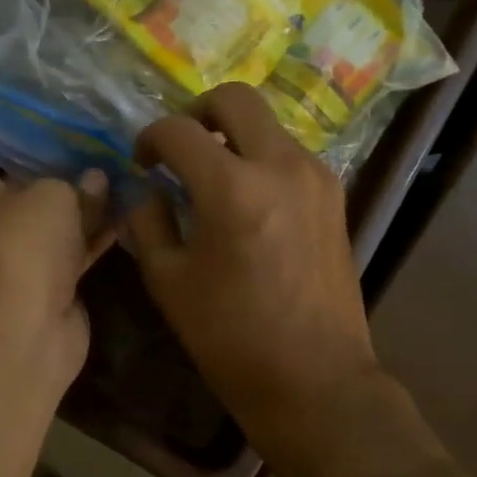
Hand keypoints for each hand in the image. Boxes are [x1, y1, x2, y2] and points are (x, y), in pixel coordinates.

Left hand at [0, 146, 112, 392]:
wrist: (26, 328)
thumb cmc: (25, 244)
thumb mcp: (54, 195)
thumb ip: (77, 180)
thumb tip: (96, 178)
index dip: (21, 122)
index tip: (58, 107)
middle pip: (28, 176)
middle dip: (64, 159)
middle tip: (102, 132)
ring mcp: (21, 247)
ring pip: (56, 213)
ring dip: (87, 197)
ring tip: (124, 163)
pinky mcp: (49, 276)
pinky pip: (76, 244)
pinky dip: (98, 230)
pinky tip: (131, 206)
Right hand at [125, 84, 382, 463]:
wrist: (313, 378)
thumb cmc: (230, 337)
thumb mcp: (168, 281)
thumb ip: (148, 222)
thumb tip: (146, 190)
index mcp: (231, 188)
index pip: (178, 131)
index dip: (149, 139)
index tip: (142, 163)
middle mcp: (280, 165)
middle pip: (235, 99)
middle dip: (197, 113)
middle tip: (180, 148)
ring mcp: (315, 177)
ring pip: (267, 124)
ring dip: (233, 136)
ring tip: (212, 178)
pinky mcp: (334, 196)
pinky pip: (289, 154)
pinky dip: (261, 159)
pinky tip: (247, 201)